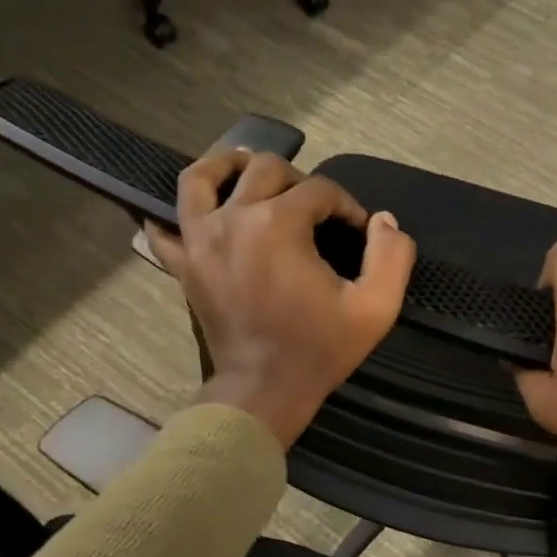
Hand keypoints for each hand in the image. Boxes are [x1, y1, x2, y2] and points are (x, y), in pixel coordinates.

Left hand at [147, 149, 415, 448]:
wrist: (264, 390)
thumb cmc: (319, 350)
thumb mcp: (375, 309)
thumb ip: (392, 258)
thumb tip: (385, 222)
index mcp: (280, 224)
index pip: (319, 190)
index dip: (346, 205)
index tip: (358, 230)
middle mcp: (234, 218)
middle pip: (264, 169)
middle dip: (298, 180)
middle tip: (315, 210)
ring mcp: (200, 240)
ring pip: (201, 177)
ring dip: (227, 166)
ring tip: (246, 172)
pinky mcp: (183, 266)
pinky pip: (164, 229)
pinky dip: (172, 217)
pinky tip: (193, 216)